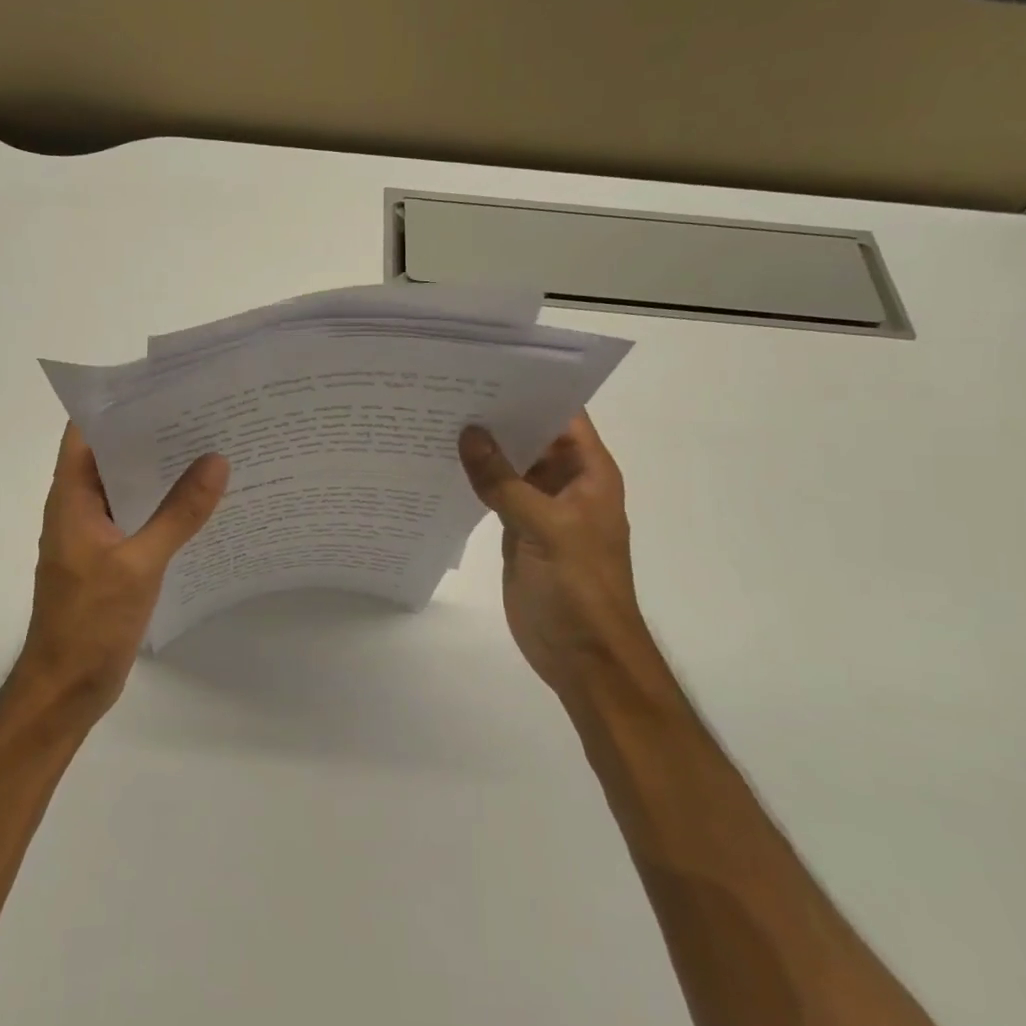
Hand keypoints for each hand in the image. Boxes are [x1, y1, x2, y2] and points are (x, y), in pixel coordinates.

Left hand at [15, 424, 228, 722]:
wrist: (66, 687)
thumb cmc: (90, 621)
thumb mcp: (139, 563)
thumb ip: (179, 513)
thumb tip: (216, 460)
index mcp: (71, 497)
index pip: (86, 431)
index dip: (118, 403)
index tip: (164, 385)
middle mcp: (79, 507)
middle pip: (112, 455)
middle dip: (152, 433)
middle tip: (205, 412)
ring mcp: (95, 535)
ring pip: (129, 488)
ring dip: (162, 471)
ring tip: (212, 447)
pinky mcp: (111, 559)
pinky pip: (139, 519)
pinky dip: (165, 507)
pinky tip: (202, 503)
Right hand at [458, 413, 651, 694]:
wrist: (583, 656)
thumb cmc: (579, 588)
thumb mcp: (545, 528)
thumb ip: (505, 482)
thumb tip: (468, 434)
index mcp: (589, 474)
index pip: (564, 416)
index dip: (533, 390)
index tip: (487, 368)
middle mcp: (566, 483)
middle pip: (533, 437)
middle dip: (498, 416)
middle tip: (448, 389)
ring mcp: (541, 508)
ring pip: (511, 466)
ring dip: (483, 449)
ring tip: (437, 418)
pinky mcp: (518, 532)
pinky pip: (495, 495)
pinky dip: (474, 481)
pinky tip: (442, 464)